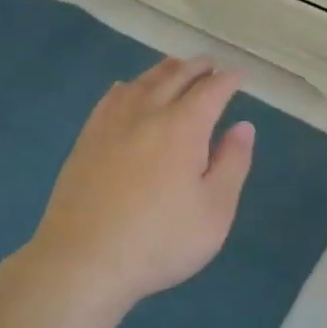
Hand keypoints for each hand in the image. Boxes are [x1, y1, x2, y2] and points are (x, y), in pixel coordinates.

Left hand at [0, 57, 255, 316]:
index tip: (240, 75)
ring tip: (177, 67)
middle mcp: (147, 113)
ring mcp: (111, 124)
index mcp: (183, 127)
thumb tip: (243, 127)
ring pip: (141, 82)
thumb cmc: (160, 240)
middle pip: (175, 77)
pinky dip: (128, 86)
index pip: (211, 90)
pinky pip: (111, 99)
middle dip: (198, 67)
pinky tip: (127, 90)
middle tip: (212, 65)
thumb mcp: (215, 210)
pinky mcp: (87, 140)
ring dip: (164, 70)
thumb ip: (233, 163)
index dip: (229, 80)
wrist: (83, 262)